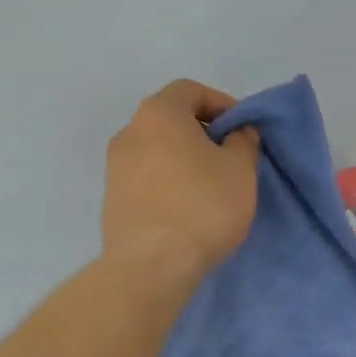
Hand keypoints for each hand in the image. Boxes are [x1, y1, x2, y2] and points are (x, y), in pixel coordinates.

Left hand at [102, 79, 260, 291]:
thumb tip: (237, 133)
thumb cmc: (202, 207)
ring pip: (156, 152)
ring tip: (209, 189)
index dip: (221, 104)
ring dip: (183, 162)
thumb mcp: (240, 170)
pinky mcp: (111, 201)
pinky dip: (167, 185)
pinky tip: (186, 211)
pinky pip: (146, 180)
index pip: (190, 90)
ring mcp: (114, 168)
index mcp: (159, 113)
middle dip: (201, 134)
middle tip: (229, 160)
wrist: (152, 266)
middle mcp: (129, 132)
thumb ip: (244, 141)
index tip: (242, 131)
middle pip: (170, 121)